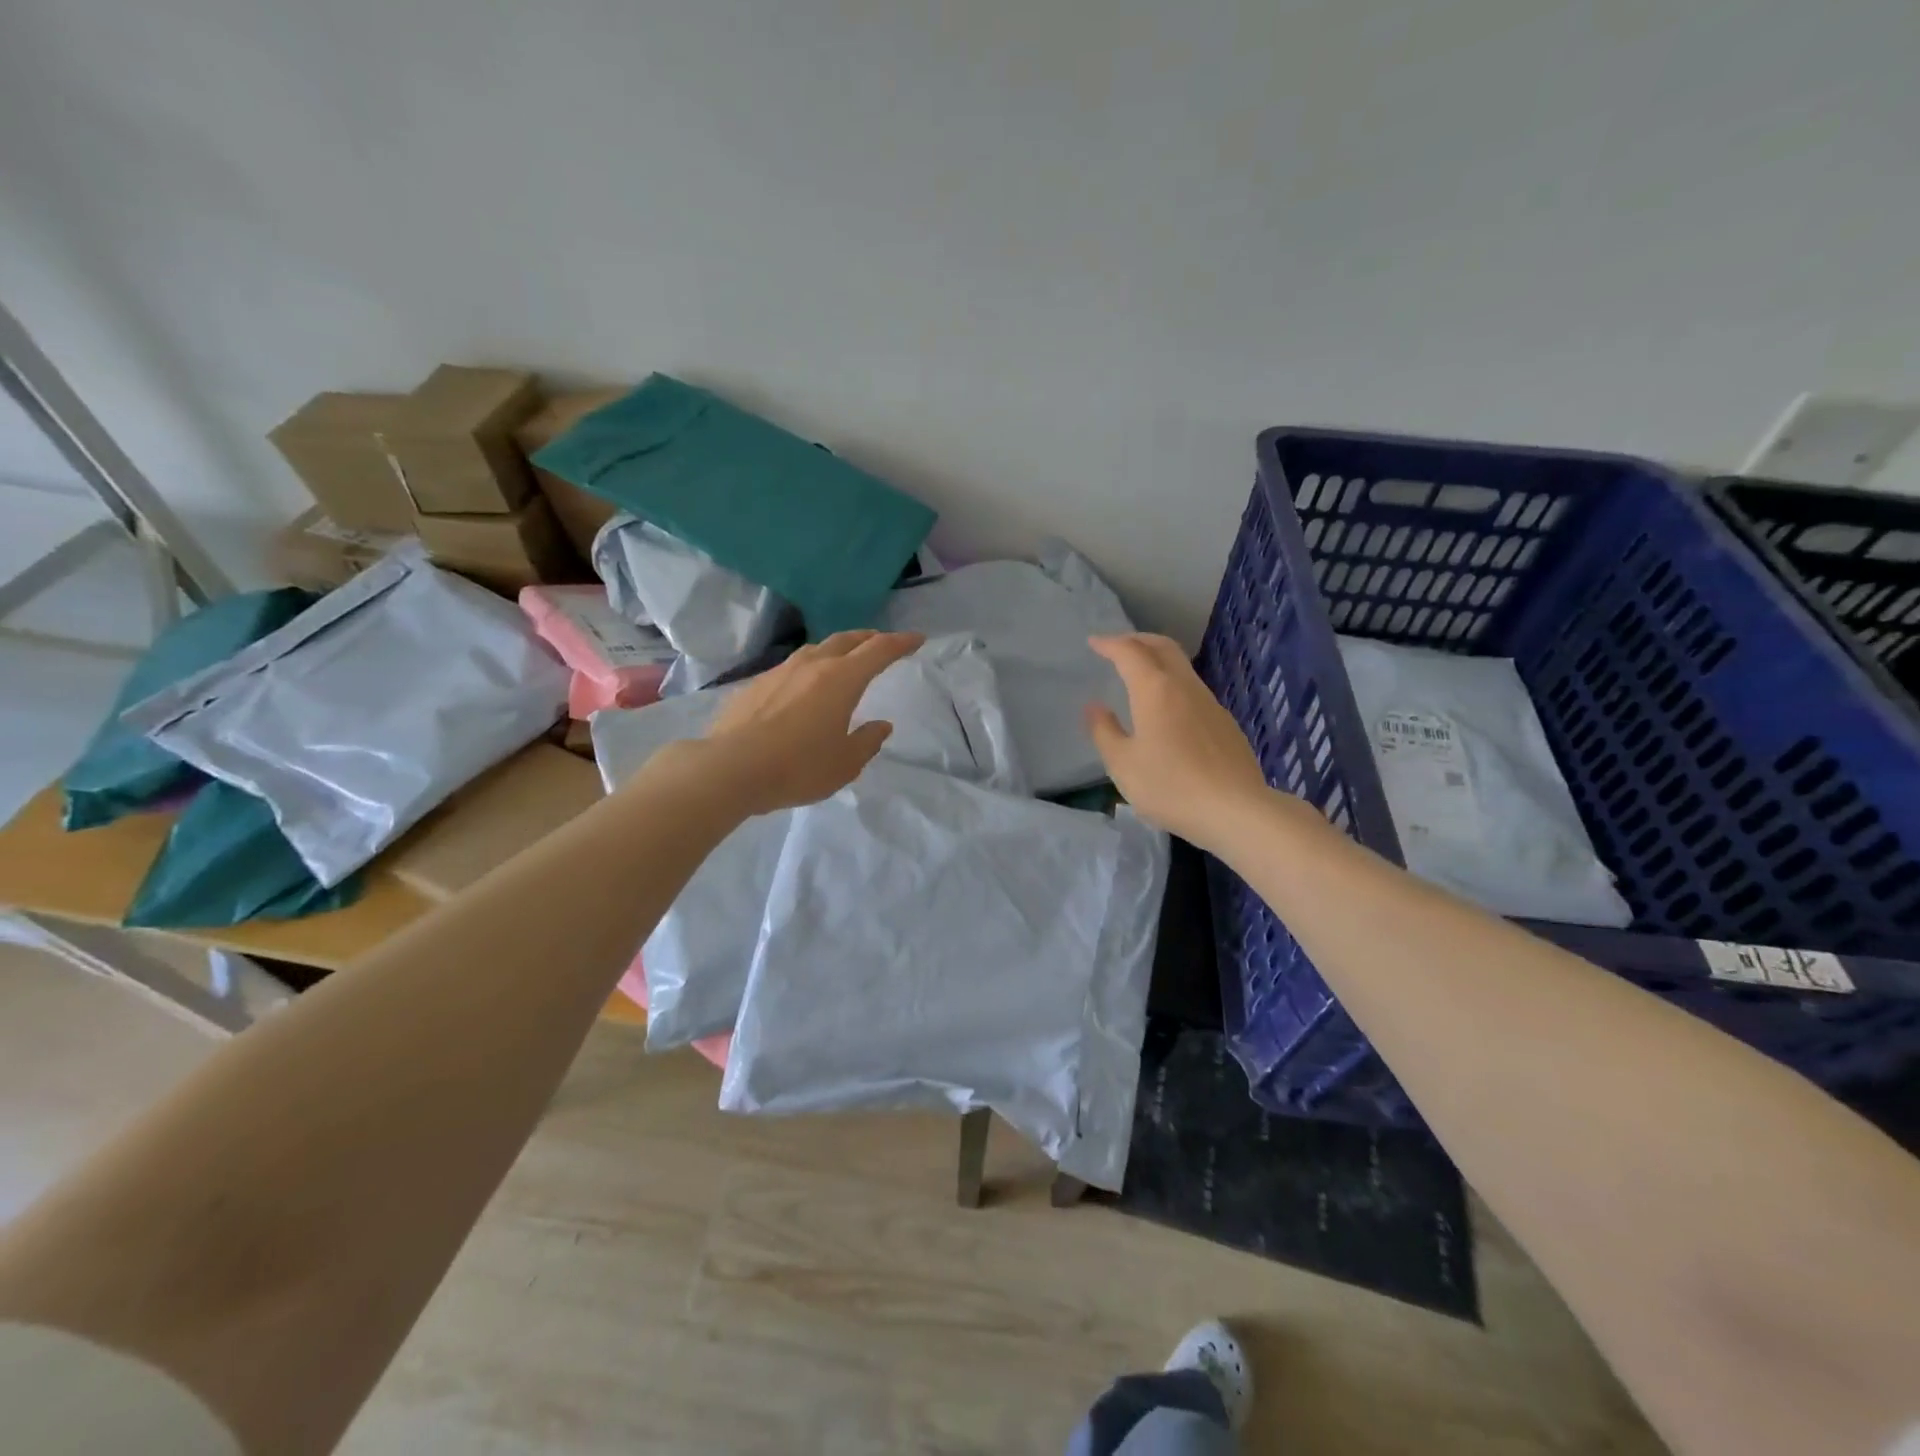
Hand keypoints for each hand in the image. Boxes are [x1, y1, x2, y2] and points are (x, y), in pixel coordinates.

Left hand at [684, 629, 925, 815]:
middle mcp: (812, 665)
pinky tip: (802, 688)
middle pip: (847, 640)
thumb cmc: (798, 767)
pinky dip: (808, 669)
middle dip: (868, 638)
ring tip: (842, 661)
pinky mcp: (755, 684)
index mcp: (842, 679)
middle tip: (881, 643)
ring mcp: (780, 671)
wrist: (730, 768)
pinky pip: (790, 668)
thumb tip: (881, 726)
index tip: (917, 639)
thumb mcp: (845, 764)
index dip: (901, 643)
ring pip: (816, 650)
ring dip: (836, 650)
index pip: (879, 650)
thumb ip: (867, 742)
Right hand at [1085, 633, 1278, 848]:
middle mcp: (1185, 687)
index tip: (1094, 643)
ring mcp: (1210, 704)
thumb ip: (1104, 732)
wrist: (1236, 810)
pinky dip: (1173, 685)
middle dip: (1138, 641)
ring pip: (1182, 668)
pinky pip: (1193, 691)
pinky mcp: (1225, 724)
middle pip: (1163, 647)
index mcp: (1155, 690)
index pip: (1130, 652)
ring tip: (1139, 676)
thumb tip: (1095, 707)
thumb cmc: (1170, 786)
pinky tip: (1167, 710)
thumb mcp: (1123, 765)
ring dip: (1158, 661)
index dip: (1110, 644)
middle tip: (1118, 647)